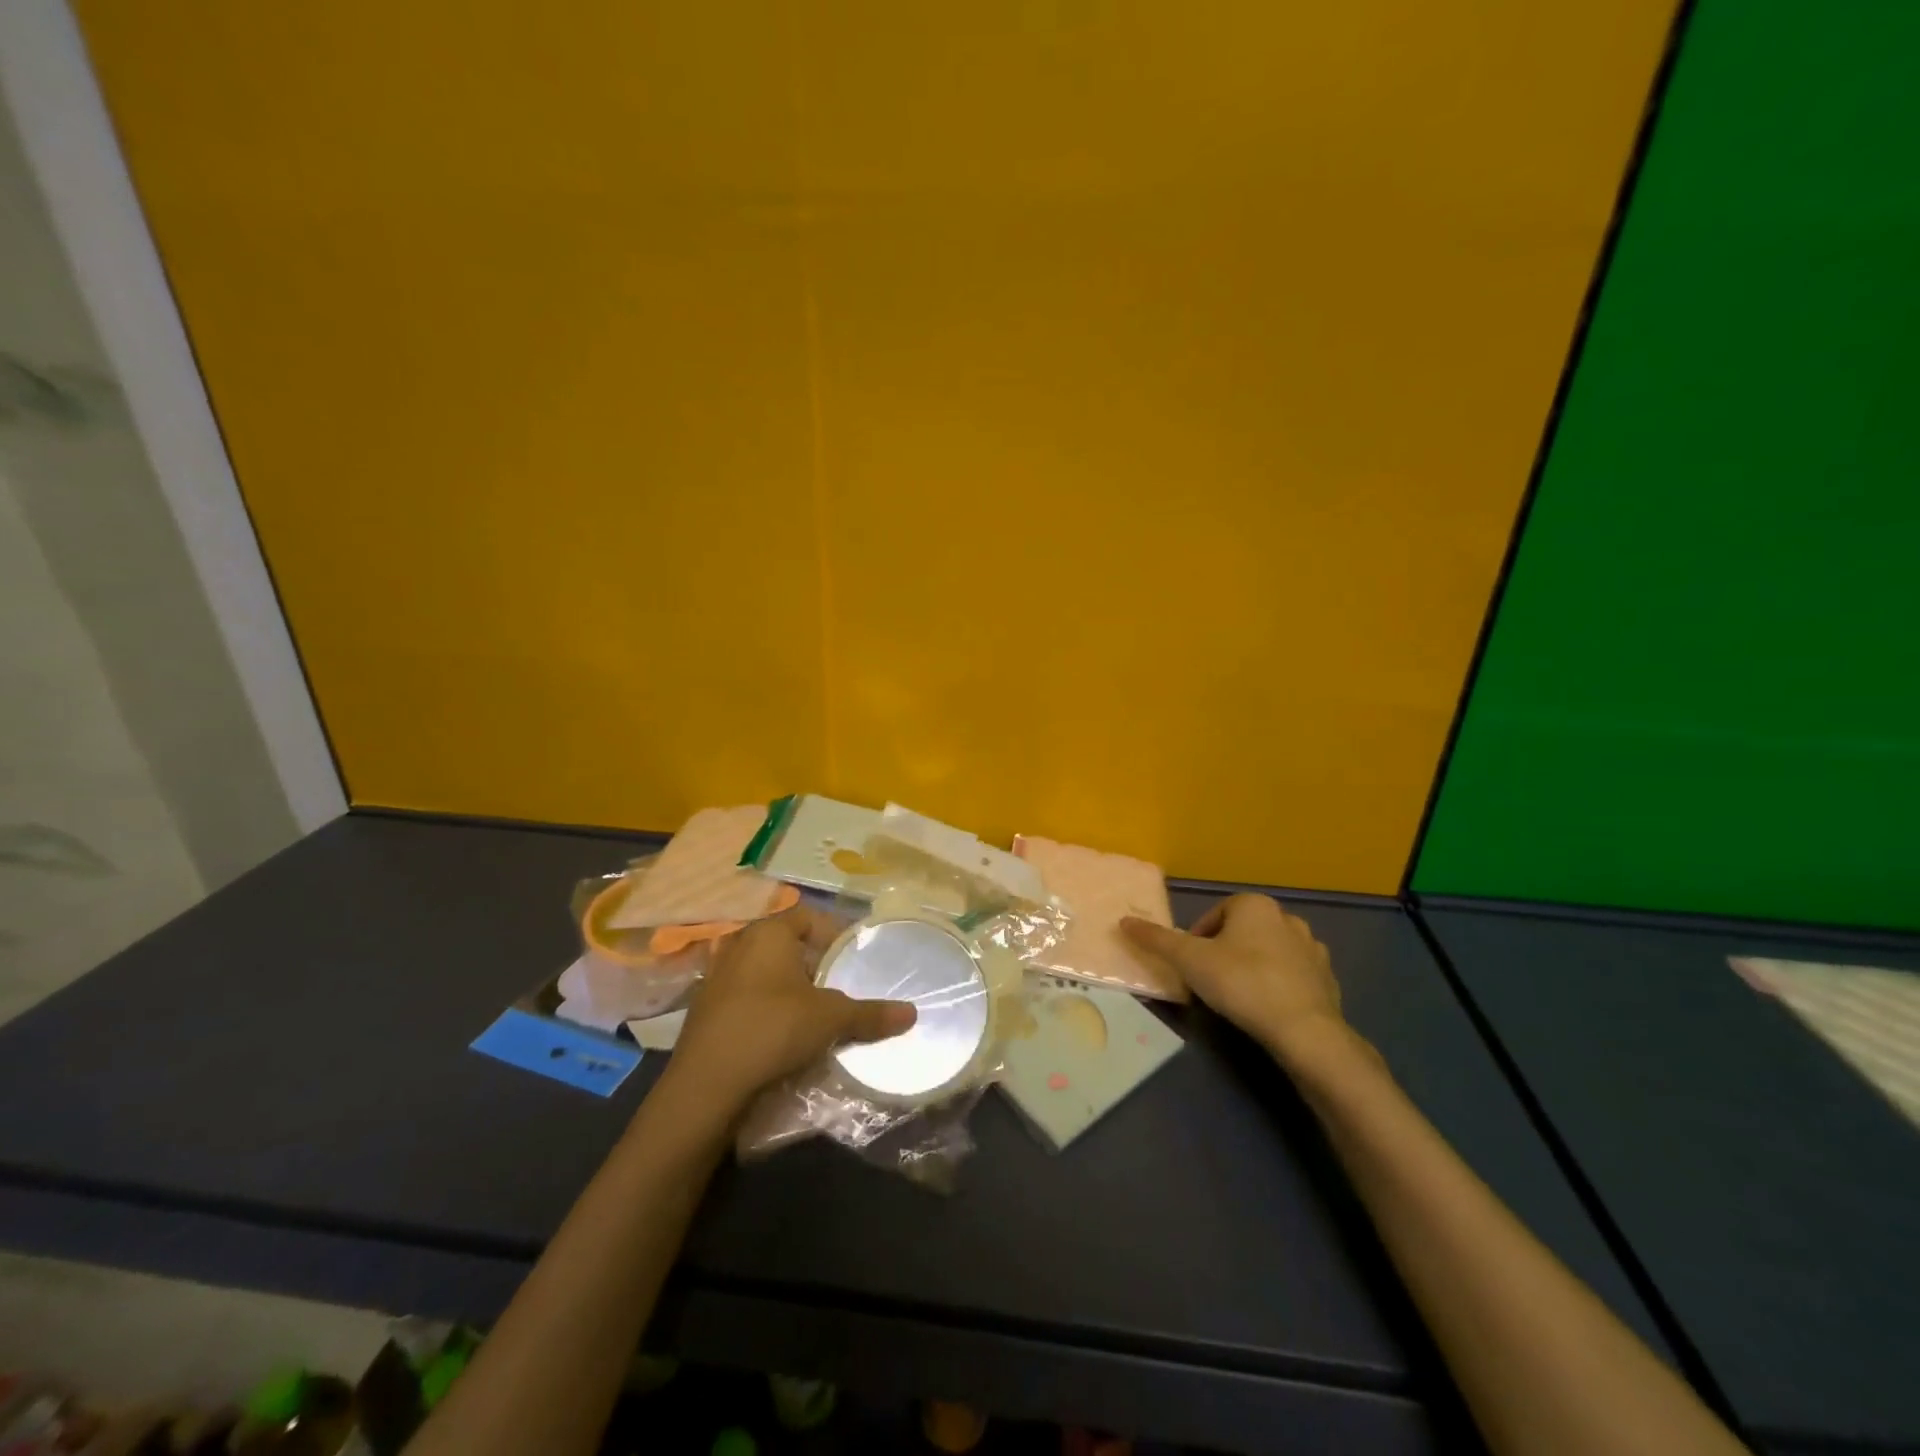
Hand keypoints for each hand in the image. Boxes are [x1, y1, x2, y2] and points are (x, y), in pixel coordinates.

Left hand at [664, 906, 916, 1113]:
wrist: (706, 1086)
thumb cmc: (773, 1030)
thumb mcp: (831, 1020)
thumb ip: (870, 1014)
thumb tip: (912, 1013)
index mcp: (767, 932)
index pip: (807, 916)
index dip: (832, 932)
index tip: (852, 956)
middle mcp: (738, 945)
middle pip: (785, 944)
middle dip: (812, 963)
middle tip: (839, 986)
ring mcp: (715, 978)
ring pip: (763, 973)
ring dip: (788, 988)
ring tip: (814, 1013)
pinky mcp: (704, 1010)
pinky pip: (745, 998)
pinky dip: (765, 1008)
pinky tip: (781, 1035)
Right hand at [1121, 894, 1349, 1064]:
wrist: (1304, 1029)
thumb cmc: (1241, 983)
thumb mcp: (1189, 960)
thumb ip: (1157, 940)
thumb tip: (1123, 921)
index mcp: (1254, 905)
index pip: (1216, 915)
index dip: (1198, 939)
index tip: (1192, 966)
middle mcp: (1287, 918)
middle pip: (1243, 931)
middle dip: (1226, 951)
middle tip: (1211, 981)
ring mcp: (1312, 948)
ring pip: (1270, 951)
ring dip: (1254, 966)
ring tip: (1239, 996)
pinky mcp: (1328, 979)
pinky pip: (1295, 975)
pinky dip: (1280, 985)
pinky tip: (1268, 1008)